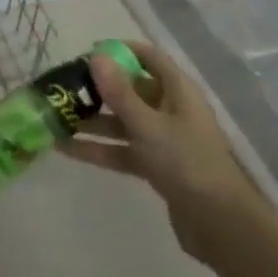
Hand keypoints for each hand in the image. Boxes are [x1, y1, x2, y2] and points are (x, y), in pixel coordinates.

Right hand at [58, 39, 261, 258]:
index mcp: (177, 91)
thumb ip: (120, 92)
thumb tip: (96, 56)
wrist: (220, 226)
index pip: (149, 58)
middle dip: (98, 88)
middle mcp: (170, 110)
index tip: (87, 53)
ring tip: (57, 118)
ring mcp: (163, 140)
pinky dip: (99, 148)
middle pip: (131, 89)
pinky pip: (122, 149)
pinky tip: (66, 148)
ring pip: (122, 121)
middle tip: (63, 88)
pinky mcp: (156, 166)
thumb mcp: (148, 125)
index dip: (120, 50)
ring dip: (92, 120)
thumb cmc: (187, 163)